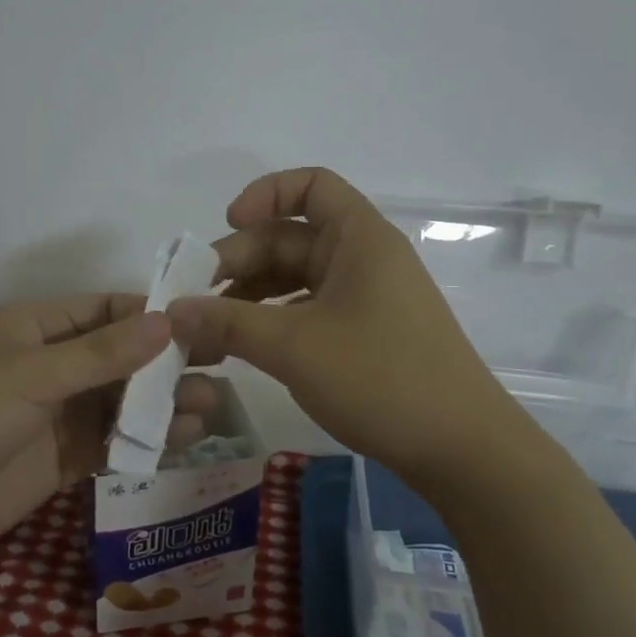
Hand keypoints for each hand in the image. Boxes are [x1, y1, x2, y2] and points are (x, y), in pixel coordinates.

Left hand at [0, 295, 218, 542]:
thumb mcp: (32, 375)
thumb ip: (101, 354)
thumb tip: (165, 322)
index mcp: (41, 327)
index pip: (107, 309)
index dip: (151, 314)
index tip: (200, 321)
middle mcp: (58, 362)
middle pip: (124, 354)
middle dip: (167, 360)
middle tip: (220, 362)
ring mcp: (65, 410)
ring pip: (126, 398)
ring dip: (165, 401)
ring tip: (209, 405)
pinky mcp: (69, 453)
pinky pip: (117, 438)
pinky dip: (149, 438)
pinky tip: (185, 436)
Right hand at [167, 167, 526, 487]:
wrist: (463, 451)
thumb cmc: (381, 379)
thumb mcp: (293, 347)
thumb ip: (228, 322)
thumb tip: (172, 311)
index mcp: (360, 238)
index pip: (311, 186)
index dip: (265, 194)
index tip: (228, 224)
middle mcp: (364, 258)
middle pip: (291, 237)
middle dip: (240, 260)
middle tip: (195, 299)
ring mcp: (367, 297)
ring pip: (296, 276)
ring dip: (251, 294)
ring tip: (210, 327)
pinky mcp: (366, 332)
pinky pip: (309, 308)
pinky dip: (274, 319)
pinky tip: (245, 345)